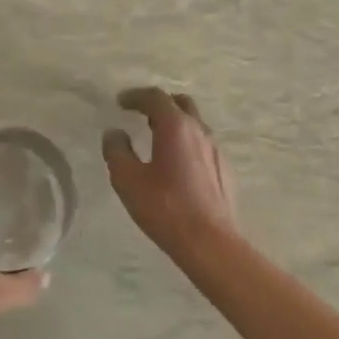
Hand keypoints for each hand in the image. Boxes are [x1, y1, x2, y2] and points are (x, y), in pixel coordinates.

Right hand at [102, 87, 239, 260]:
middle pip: (180, 103)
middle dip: (159, 104)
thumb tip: (114, 133)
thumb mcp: (128, 180)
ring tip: (157, 138)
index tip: (121, 102)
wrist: (211, 242)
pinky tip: (177, 164)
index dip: (135, 96)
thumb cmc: (166, 208)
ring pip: (194, 123)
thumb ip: (117, 151)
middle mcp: (199, 130)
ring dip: (175, 123)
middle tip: (141, 114)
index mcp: (175, 127)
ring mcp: (216, 149)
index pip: (155, 97)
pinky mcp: (224, 169)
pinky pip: (202, 144)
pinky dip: (186, 142)